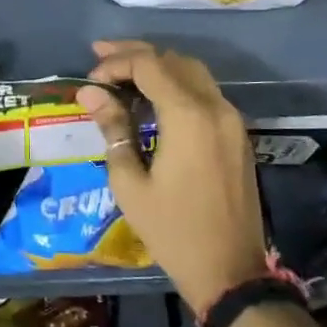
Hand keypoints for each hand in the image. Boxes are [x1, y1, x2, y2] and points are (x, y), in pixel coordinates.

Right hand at [76, 41, 268, 314]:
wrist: (230, 272)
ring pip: (193, 72)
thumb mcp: (130, 183)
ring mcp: (231, 120)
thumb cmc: (173, 231)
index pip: (149, 65)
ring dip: (158, 66)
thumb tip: (90, 92)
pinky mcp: (236, 135)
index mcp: (189, 116)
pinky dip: (176, 85)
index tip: (89, 79)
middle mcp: (216, 107)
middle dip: (135, 55)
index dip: (116, 63)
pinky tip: (152, 98)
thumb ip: (113, 129)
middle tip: (100, 58)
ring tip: (122, 73)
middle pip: (173, 60)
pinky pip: (205, 93)